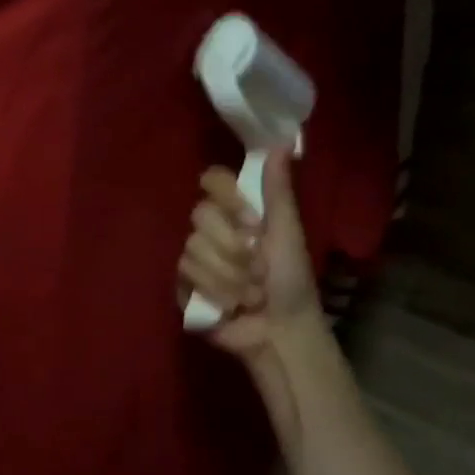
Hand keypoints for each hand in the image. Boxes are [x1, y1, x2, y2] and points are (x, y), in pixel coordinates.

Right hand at [177, 149, 323, 365]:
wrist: (280, 333)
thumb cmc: (291, 283)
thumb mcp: (288, 234)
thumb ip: (278, 191)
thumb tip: (283, 141)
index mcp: (238, 212)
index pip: (213, 180)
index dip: (227, 197)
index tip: (253, 222)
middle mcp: (212, 229)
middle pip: (200, 215)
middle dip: (233, 247)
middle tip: (259, 269)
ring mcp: (195, 257)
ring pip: (192, 247)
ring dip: (228, 275)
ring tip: (250, 294)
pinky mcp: (183, 284)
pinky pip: (184, 273)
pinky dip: (213, 290)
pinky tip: (229, 305)